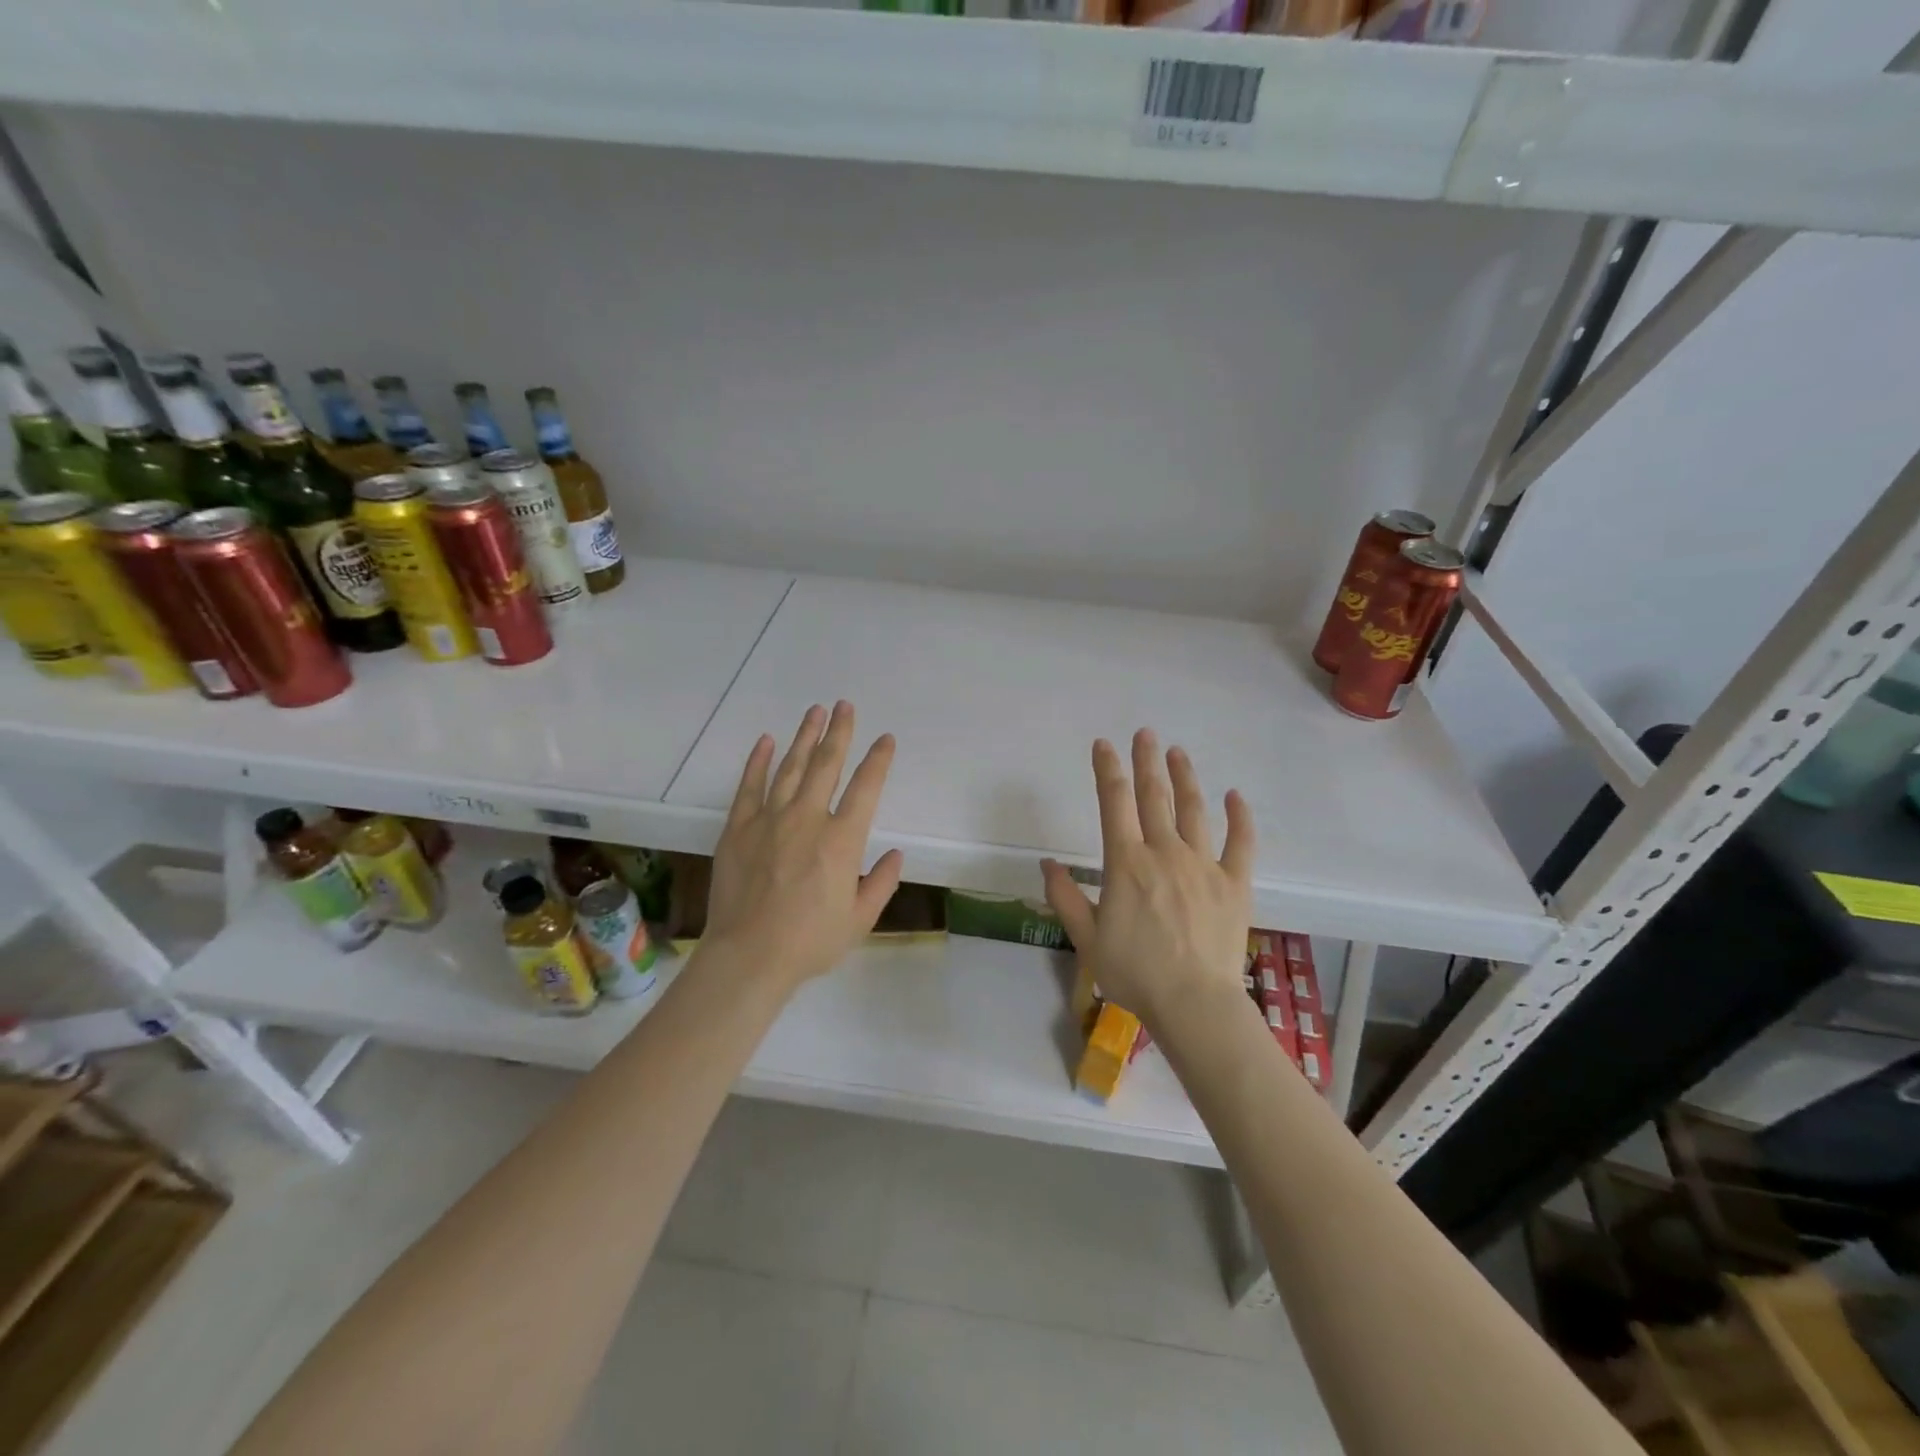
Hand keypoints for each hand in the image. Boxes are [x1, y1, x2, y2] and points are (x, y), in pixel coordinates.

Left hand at [702, 701, 904, 990]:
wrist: (749, 956)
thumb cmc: (810, 942)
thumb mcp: (860, 920)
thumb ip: (881, 883)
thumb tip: (896, 854)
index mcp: (842, 840)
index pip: (866, 788)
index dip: (878, 760)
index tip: (885, 739)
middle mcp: (807, 819)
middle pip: (826, 765)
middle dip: (839, 732)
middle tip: (844, 706)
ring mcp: (769, 820)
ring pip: (790, 768)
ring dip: (804, 738)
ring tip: (814, 712)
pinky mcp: (738, 829)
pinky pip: (750, 786)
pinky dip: (757, 762)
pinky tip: (766, 741)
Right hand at [1041, 730, 1254, 1030]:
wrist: (1193, 1004)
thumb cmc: (1134, 973)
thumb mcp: (1086, 939)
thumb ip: (1064, 897)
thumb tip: (1047, 864)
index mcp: (1126, 863)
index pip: (1114, 803)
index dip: (1108, 770)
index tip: (1104, 745)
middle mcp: (1165, 853)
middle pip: (1154, 796)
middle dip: (1146, 761)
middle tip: (1145, 733)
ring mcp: (1203, 865)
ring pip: (1193, 810)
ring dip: (1184, 778)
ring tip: (1177, 752)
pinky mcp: (1234, 883)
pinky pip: (1241, 842)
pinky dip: (1239, 817)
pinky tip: (1234, 795)